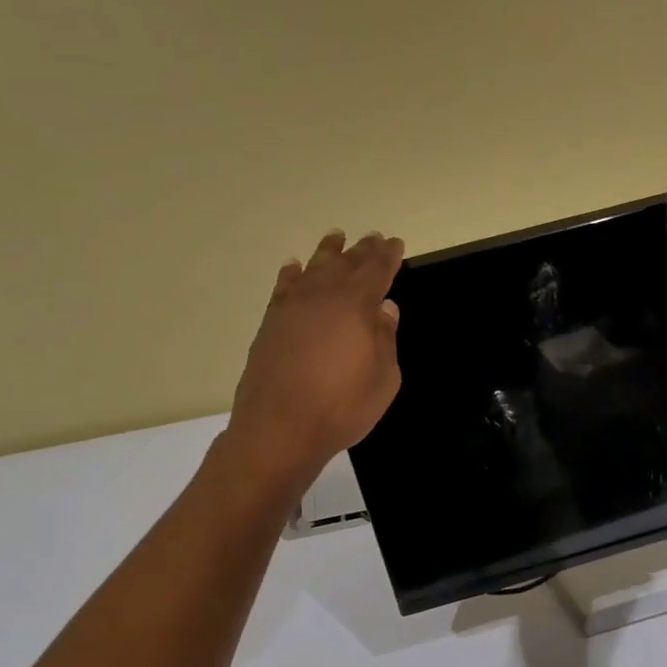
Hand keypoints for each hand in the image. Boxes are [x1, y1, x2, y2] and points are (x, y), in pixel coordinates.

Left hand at [223, 230, 403, 492]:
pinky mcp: (270, 323)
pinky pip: (283, 287)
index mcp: (356, 306)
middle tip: (373, 238)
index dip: (388, 256)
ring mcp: (292, 308)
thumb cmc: (341, 407)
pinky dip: (291, 274)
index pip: (376, 271)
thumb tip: (384, 309)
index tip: (395, 243)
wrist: (279, 429)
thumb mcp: (383, 379)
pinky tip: (294, 267)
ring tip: (336, 237)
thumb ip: (385, 338)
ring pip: (313, 268)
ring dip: (327, 252)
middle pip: (346, 264)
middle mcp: (323, 297)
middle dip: (362, 250)